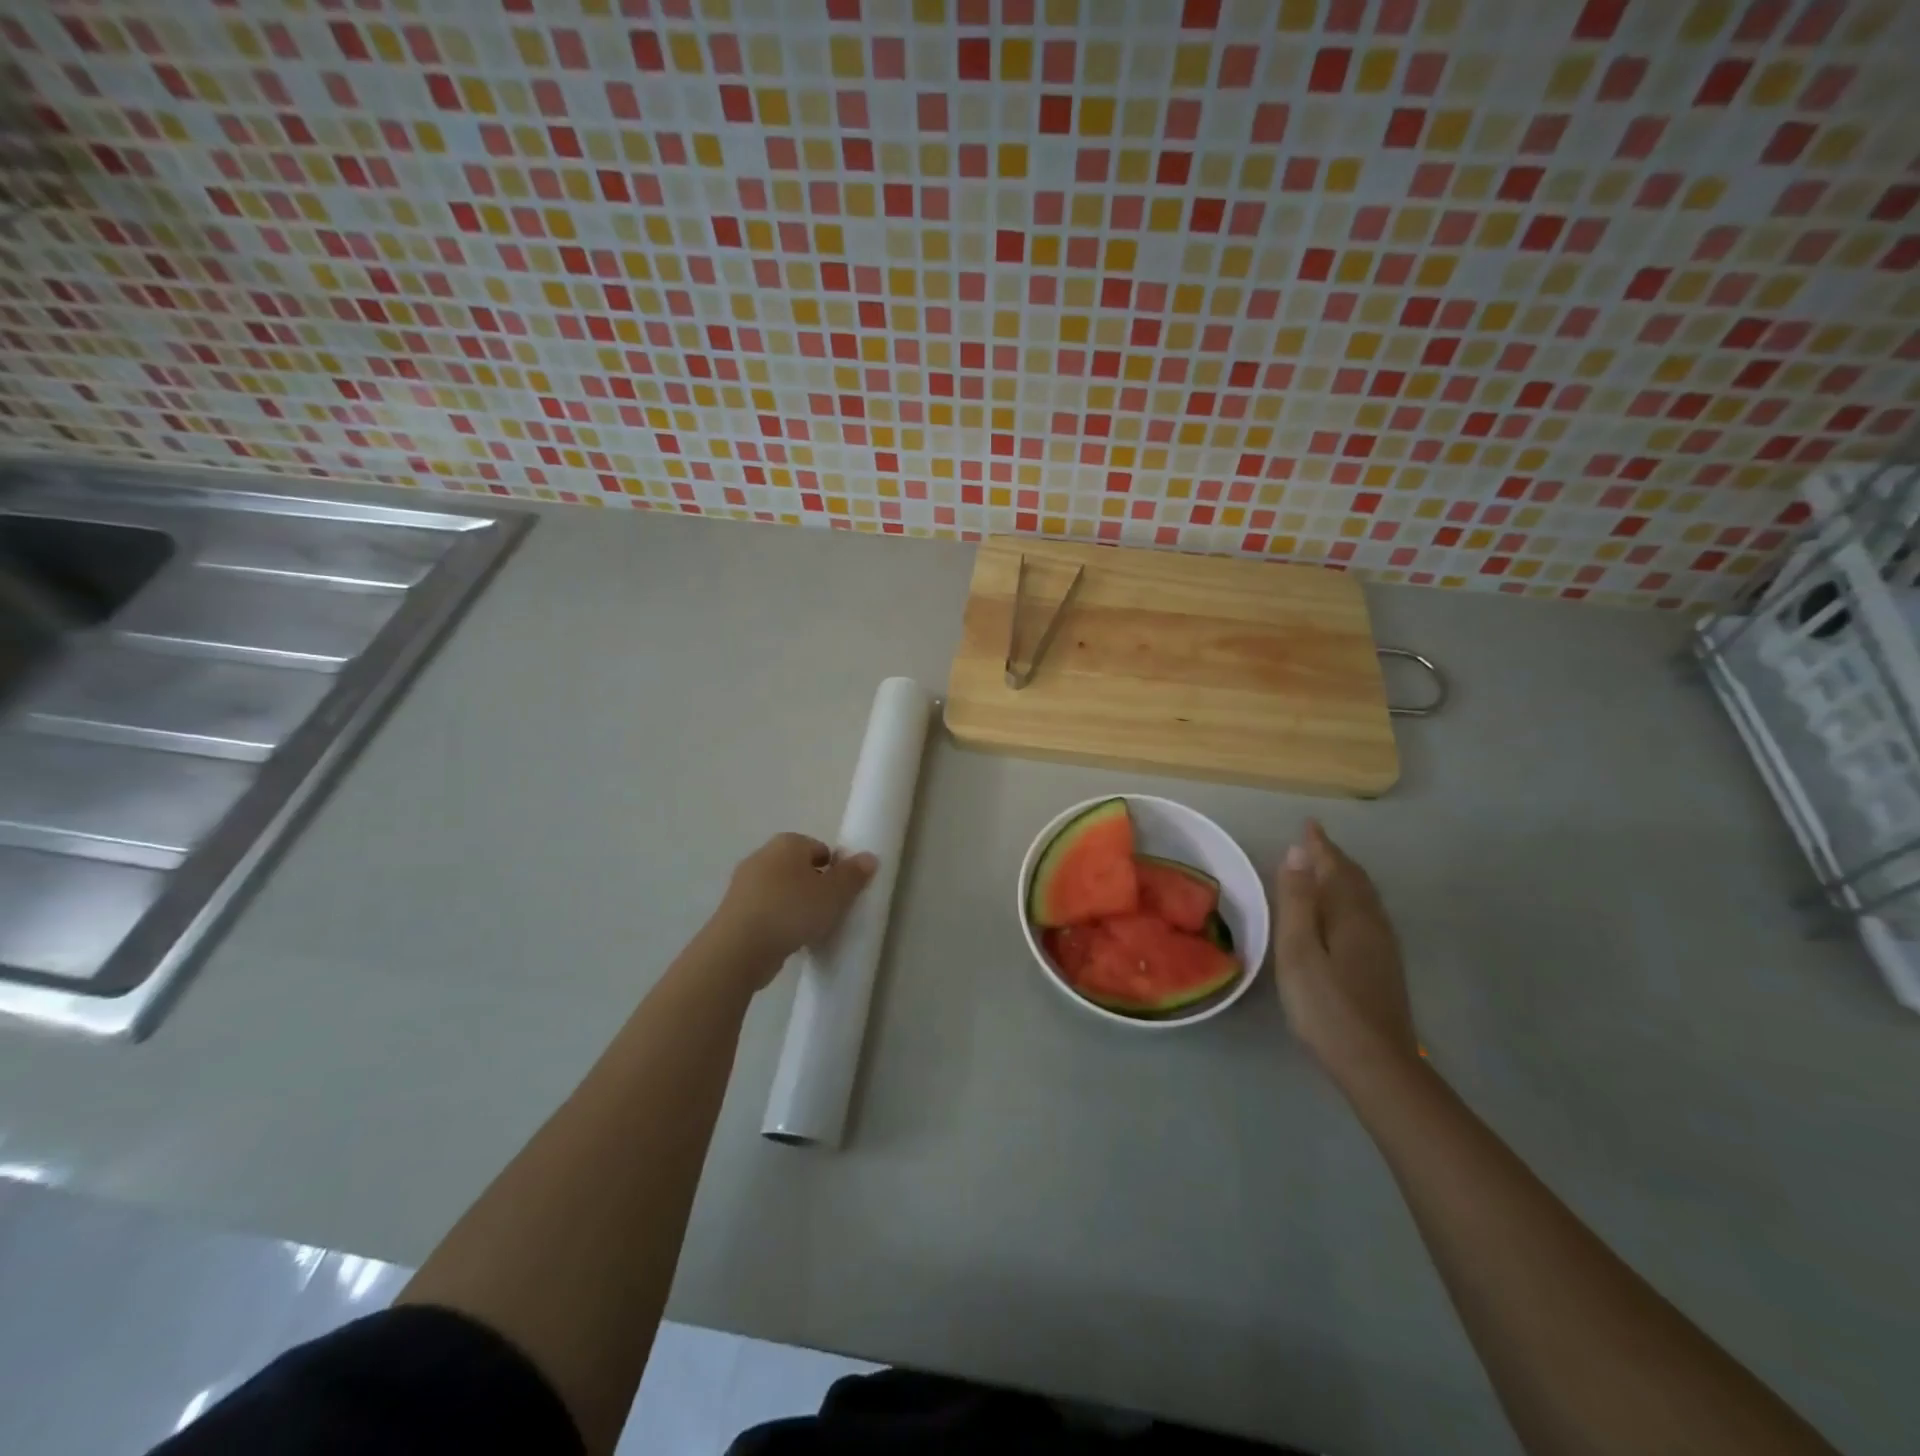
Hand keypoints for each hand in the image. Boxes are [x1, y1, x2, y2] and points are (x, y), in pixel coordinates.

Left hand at [711, 832, 877, 982]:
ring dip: (796, 904)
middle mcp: (762, 856)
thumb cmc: (792, 911)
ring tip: (811, 928)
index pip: (819, 848)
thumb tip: (869, 857)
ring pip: (781, 889)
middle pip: (799, 867)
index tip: (843, 892)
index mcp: (787, 843)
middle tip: (830, 909)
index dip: (834, 868)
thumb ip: (853, 875)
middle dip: (815, 885)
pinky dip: (778, 920)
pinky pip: (766, 910)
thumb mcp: (833, 894)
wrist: (739, 948)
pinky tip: (789, 940)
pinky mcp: (734, 911)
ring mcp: (744, 884)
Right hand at [1274, 820, 1418, 1082]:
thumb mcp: (1299, 950)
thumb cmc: (1327, 1005)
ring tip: (1327, 871)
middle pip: (1355, 881)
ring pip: (1365, 899)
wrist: (1377, 1064)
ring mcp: (1383, 948)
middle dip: (1334, 859)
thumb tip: (1298, 852)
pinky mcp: (1384, 968)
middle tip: (1315, 843)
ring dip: (1345, 879)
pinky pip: (1367, 916)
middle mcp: (1373, 925)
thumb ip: (1298, 901)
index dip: (1320, 846)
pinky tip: (1344, 916)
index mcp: (1351, 916)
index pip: (1335, 869)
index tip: (1308, 825)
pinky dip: (1351, 900)